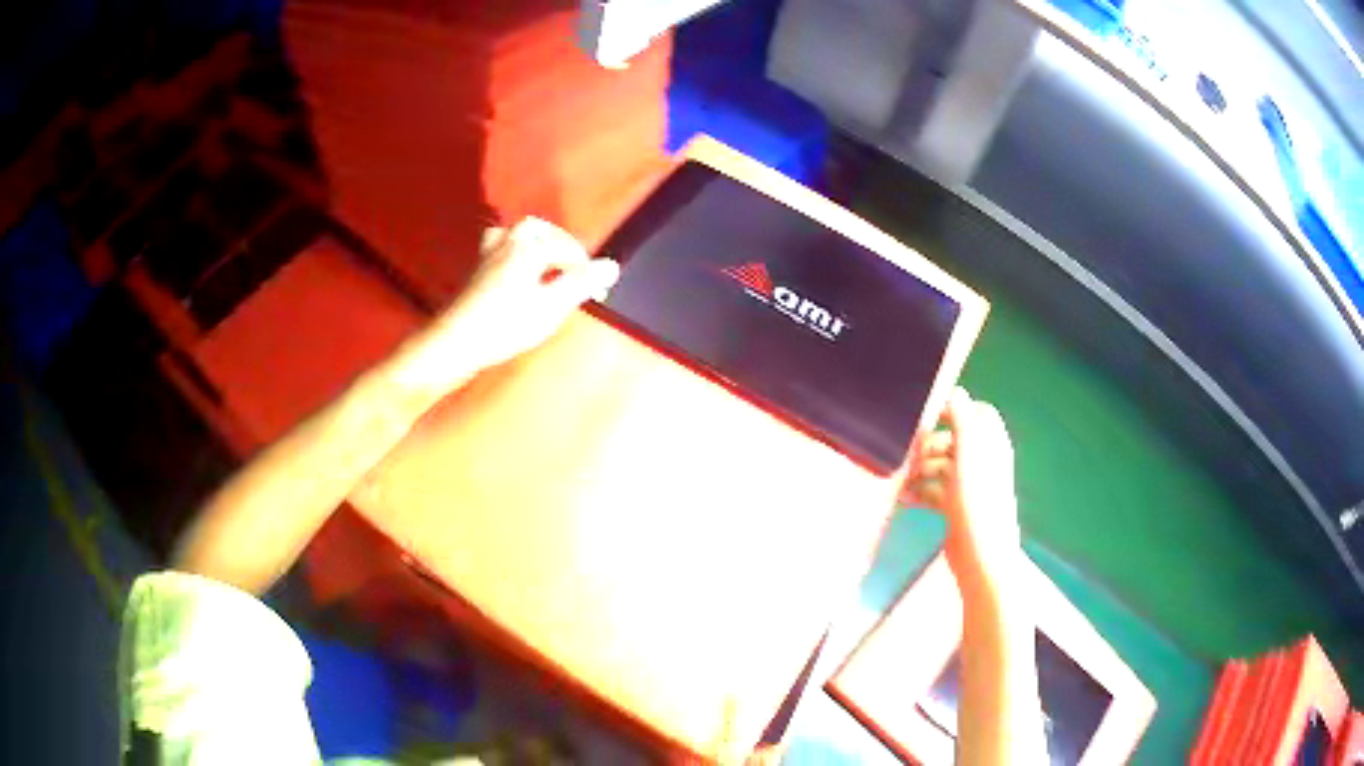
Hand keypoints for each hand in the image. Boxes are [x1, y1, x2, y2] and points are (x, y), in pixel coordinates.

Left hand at [389, 217, 619, 400]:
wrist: (455, 342)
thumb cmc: (505, 325)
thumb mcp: (551, 307)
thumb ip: (581, 284)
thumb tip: (612, 265)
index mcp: (528, 247)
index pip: (567, 250)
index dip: (587, 270)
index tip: (600, 293)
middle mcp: (507, 242)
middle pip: (538, 230)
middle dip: (560, 244)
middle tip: (573, 266)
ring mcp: (488, 255)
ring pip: (514, 234)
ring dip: (534, 242)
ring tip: (546, 259)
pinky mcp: (476, 271)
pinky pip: (499, 247)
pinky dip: (515, 252)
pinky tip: (517, 272)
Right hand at [906, 388, 1021, 595]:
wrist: (980, 555)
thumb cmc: (976, 500)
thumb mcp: (969, 453)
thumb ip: (962, 418)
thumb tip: (954, 390)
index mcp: (992, 444)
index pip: (978, 412)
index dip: (956, 409)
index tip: (930, 415)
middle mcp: (983, 461)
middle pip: (955, 439)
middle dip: (930, 442)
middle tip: (908, 450)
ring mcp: (969, 486)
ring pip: (941, 465)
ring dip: (920, 468)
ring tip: (900, 476)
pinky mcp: (956, 508)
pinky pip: (934, 491)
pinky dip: (919, 492)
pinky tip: (902, 498)